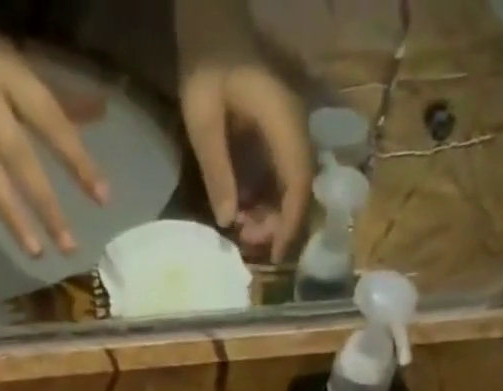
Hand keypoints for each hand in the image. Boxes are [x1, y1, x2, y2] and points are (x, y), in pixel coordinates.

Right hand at [0, 0, 109, 254]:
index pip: (50, 120)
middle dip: (46, 205)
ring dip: (12, 216)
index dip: (77, 158)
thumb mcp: (13, 63)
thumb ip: (56, 97)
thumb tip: (101, 112)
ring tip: (36, 252)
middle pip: (19, 158)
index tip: (102, 196)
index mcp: (8, 75)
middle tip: (69, 247)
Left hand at [175, 0, 312, 261]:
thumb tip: (229, 221)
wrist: (211, 16)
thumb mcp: (203, 119)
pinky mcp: (278, 130)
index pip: (297, 183)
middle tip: (247, 241)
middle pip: (299, 189)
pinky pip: (280, 172)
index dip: (288, 224)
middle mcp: (295, 126)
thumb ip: (217, 170)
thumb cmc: (206, 60)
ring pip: (291, 184)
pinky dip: (266, 196)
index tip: (274, 255)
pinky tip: (244, 208)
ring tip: (244, 229)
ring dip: (271, 212)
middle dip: (277, 223)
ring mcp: (289, 127)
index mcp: (283, 121)